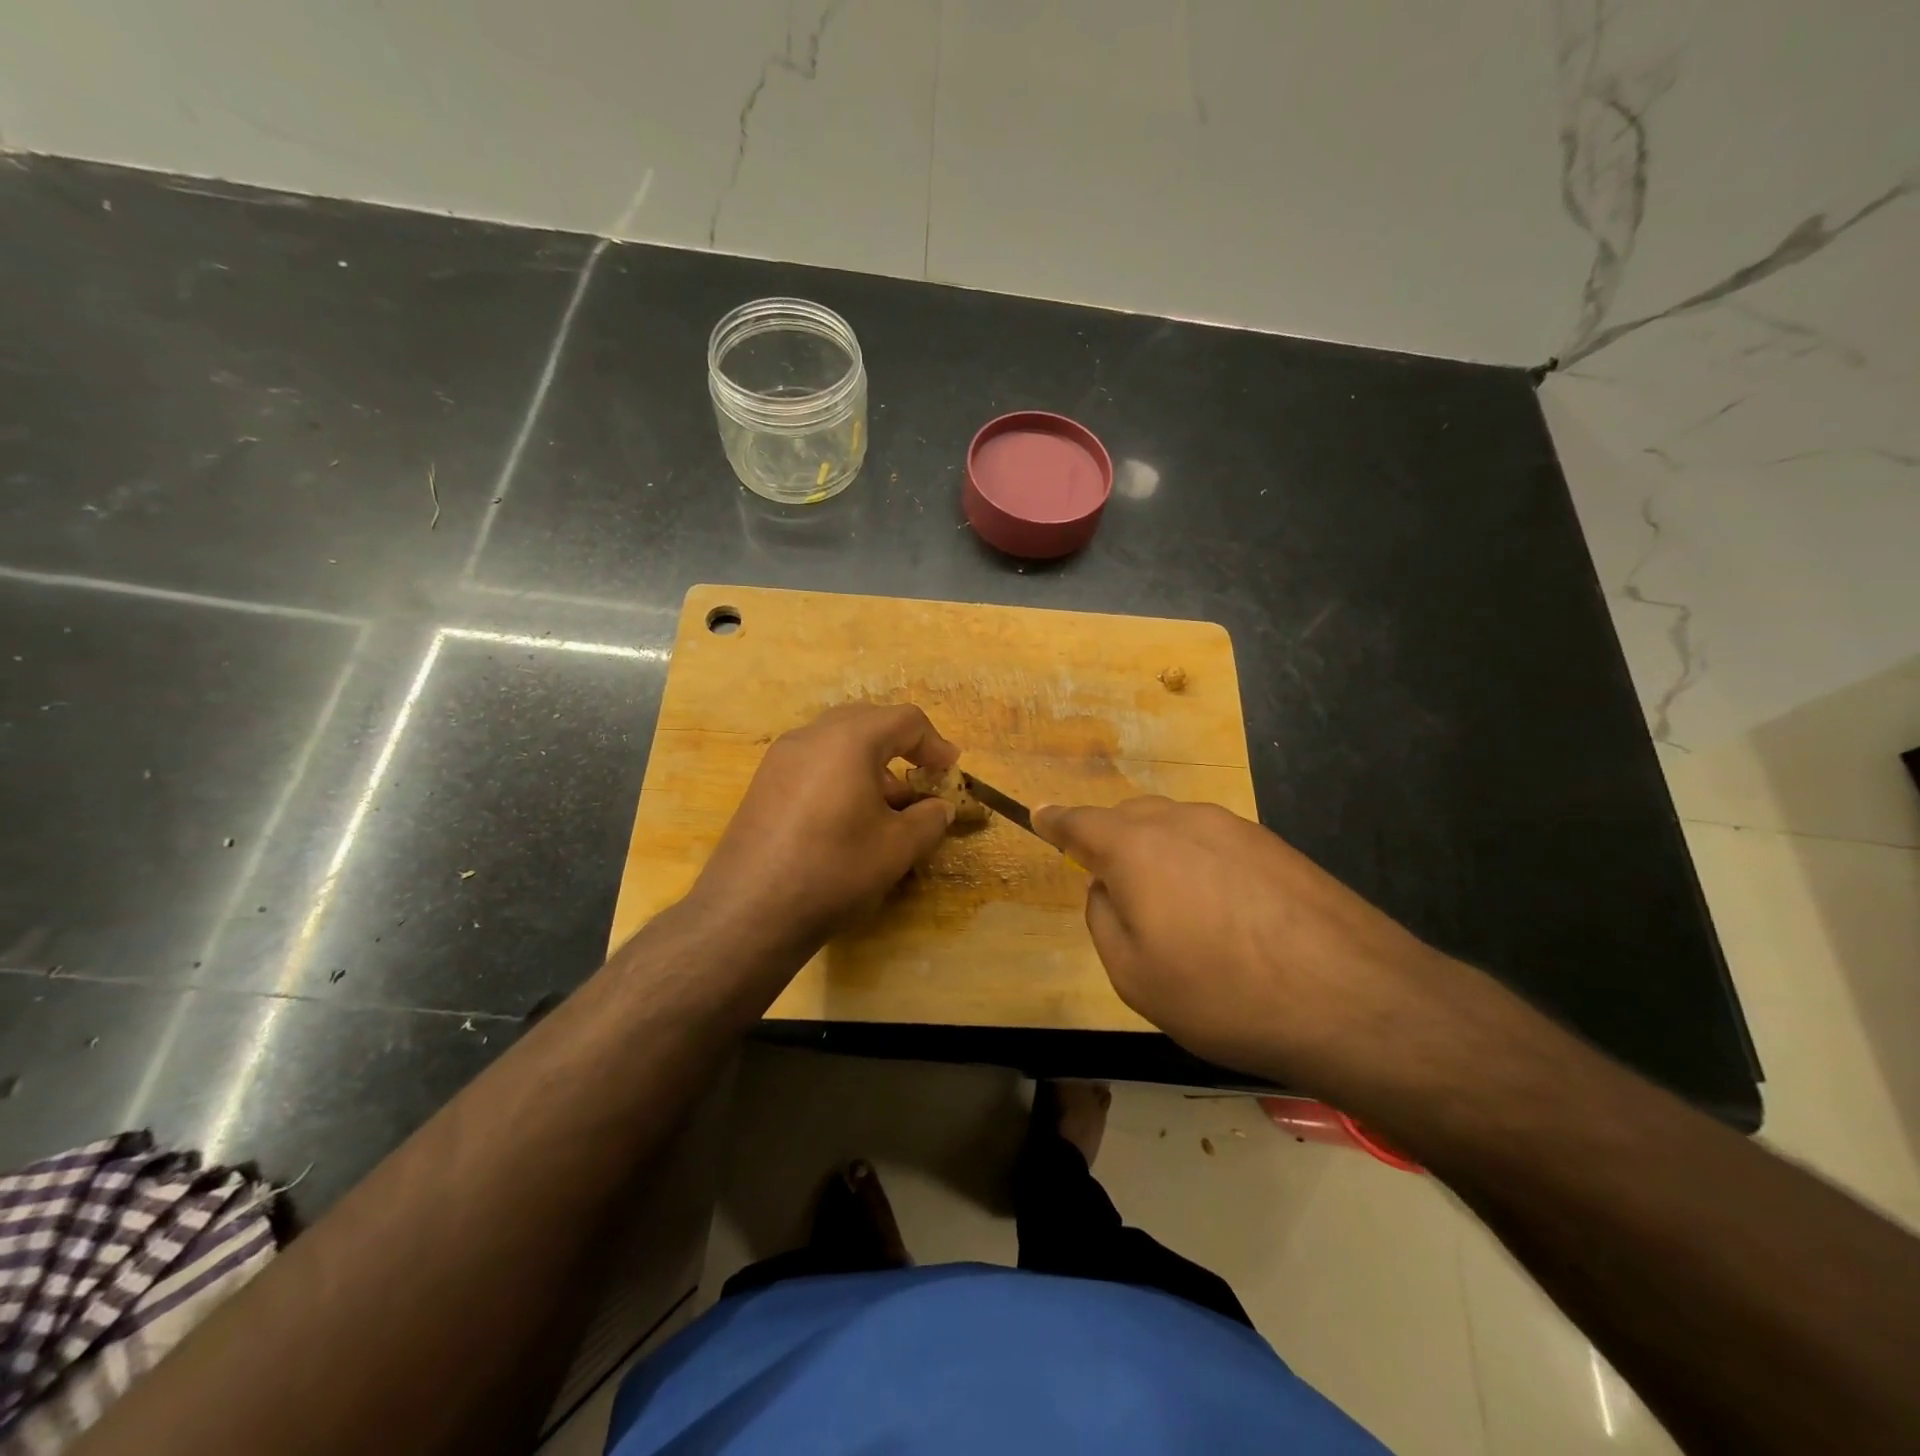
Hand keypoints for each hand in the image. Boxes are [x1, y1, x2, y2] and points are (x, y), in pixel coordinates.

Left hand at [686, 704, 958, 962]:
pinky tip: (848, 817)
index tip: (950, 772)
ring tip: (888, 807)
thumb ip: (930, 819)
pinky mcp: (763, 783)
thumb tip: (940, 807)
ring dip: (871, 763)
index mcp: (849, 740)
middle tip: (921, 780)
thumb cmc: (834, 870)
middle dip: (901, 747)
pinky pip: (814, 762)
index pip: (905, 720)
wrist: (749, 912)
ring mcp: (781, 758)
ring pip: (837, 742)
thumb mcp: (898, 847)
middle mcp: (811, 736)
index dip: (936, 744)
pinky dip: (841, 775)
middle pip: (868, 721)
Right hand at [1033, 796, 1463, 1093]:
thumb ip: (1103, 920)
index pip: (1081, 823)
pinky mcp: (1276, 846)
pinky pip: (1216, 843)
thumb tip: (1105, 888)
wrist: (1354, 999)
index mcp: (1136, 848)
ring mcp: (1235, 828)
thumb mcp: (1135, 977)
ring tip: (1171, 905)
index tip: (1039, 813)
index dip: (1056, 821)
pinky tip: (1221, 910)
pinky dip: (1200, 863)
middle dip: (1110, 840)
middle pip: (1130, 817)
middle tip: (1109, 882)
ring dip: (1159, 853)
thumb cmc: (1224, 993)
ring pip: (1176, 827)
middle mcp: (1182, 822)